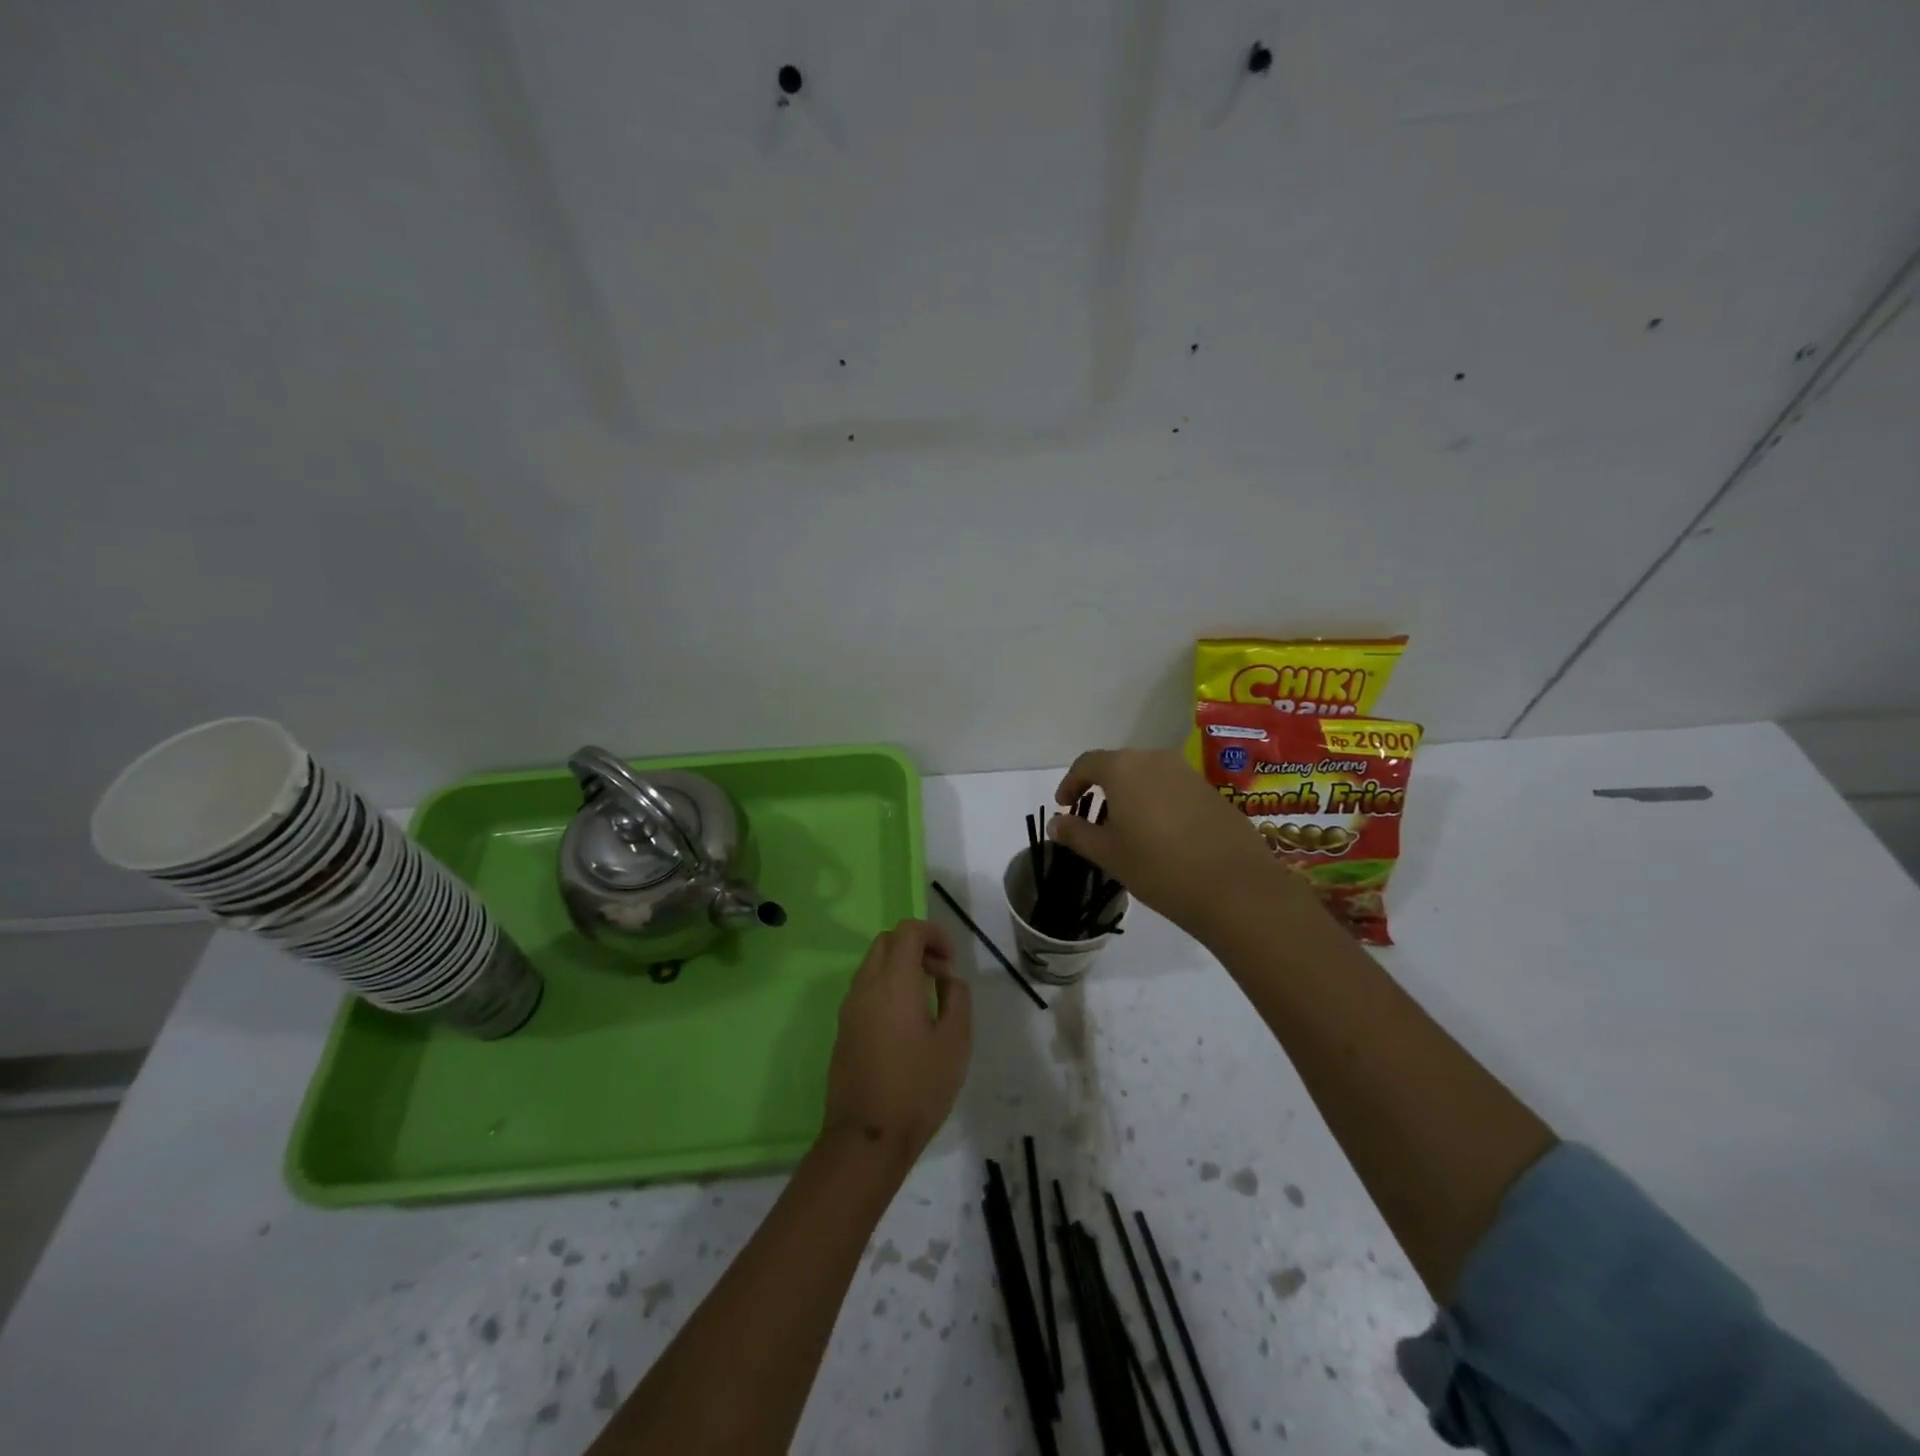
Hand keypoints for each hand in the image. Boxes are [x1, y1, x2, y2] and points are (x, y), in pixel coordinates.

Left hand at [822, 919, 971, 1165]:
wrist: (866, 1138)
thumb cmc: (918, 1088)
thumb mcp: (955, 1042)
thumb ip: (957, 998)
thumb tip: (947, 978)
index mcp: (894, 982)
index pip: (907, 931)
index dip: (933, 933)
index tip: (951, 959)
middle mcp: (866, 986)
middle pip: (886, 941)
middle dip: (916, 946)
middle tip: (940, 973)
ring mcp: (849, 1008)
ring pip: (873, 964)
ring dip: (900, 966)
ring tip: (927, 997)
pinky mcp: (843, 1029)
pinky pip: (865, 989)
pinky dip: (887, 986)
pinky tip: (906, 1020)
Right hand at [1051, 748, 1314, 937]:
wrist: (1235, 887)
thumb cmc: (1158, 867)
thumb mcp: (1108, 854)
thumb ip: (1077, 833)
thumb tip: (1056, 822)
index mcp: (1124, 768)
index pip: (1086, 763)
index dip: (1070, 783)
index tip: (1064, 806)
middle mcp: (1155, 759)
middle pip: (1119, 765)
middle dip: (1101, 788)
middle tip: (1092, 818)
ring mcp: (1188, 773)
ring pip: (1147, 776)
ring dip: (1131, 795)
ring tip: (1126, 828)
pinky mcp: (1211, 791)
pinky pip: (1172, 788)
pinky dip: (1157, 802)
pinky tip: (1161, 835)